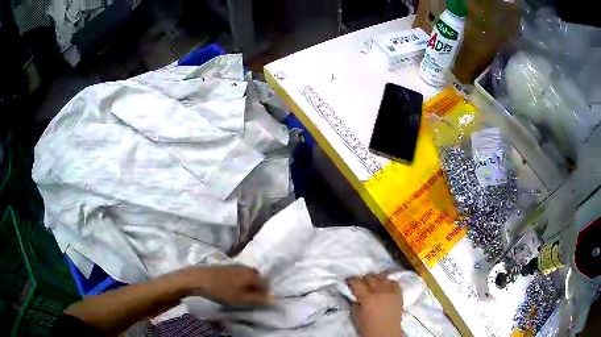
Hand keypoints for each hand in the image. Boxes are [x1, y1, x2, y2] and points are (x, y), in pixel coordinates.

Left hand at [175, 265, 272, 305]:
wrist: (198, 279)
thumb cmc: (221, 290)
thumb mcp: (240, 299)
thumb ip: (258, 299)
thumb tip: (275, 298)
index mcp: (252, 274)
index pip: (266, 284)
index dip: (265, 294)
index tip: (259, 302)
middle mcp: (246, 268)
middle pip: (258, 280)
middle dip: (257, 290)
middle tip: (249, 300)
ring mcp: (236, 267)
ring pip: (248, 278)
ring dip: (248, 287)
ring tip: (241, 296)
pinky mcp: (228, 268)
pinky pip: (240, 276)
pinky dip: (240, 283)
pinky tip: (232, 289)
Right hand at [347, 273, 403, 336]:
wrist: (387, 334)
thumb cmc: (369, 328)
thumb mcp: (356, 316)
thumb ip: (355, 303)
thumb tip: (354, 294)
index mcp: (368, 298)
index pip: (357, 282)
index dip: (351, 280)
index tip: (348, 281)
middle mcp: (380, 291)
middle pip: (370, 277)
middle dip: (363, 279)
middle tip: (359, 285)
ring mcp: (391, 291)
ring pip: (382, 276)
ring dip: (375, 278)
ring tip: (372, 284)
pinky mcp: (399, 293)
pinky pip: (393, 281)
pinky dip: (387, 281)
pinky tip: (384, 285)